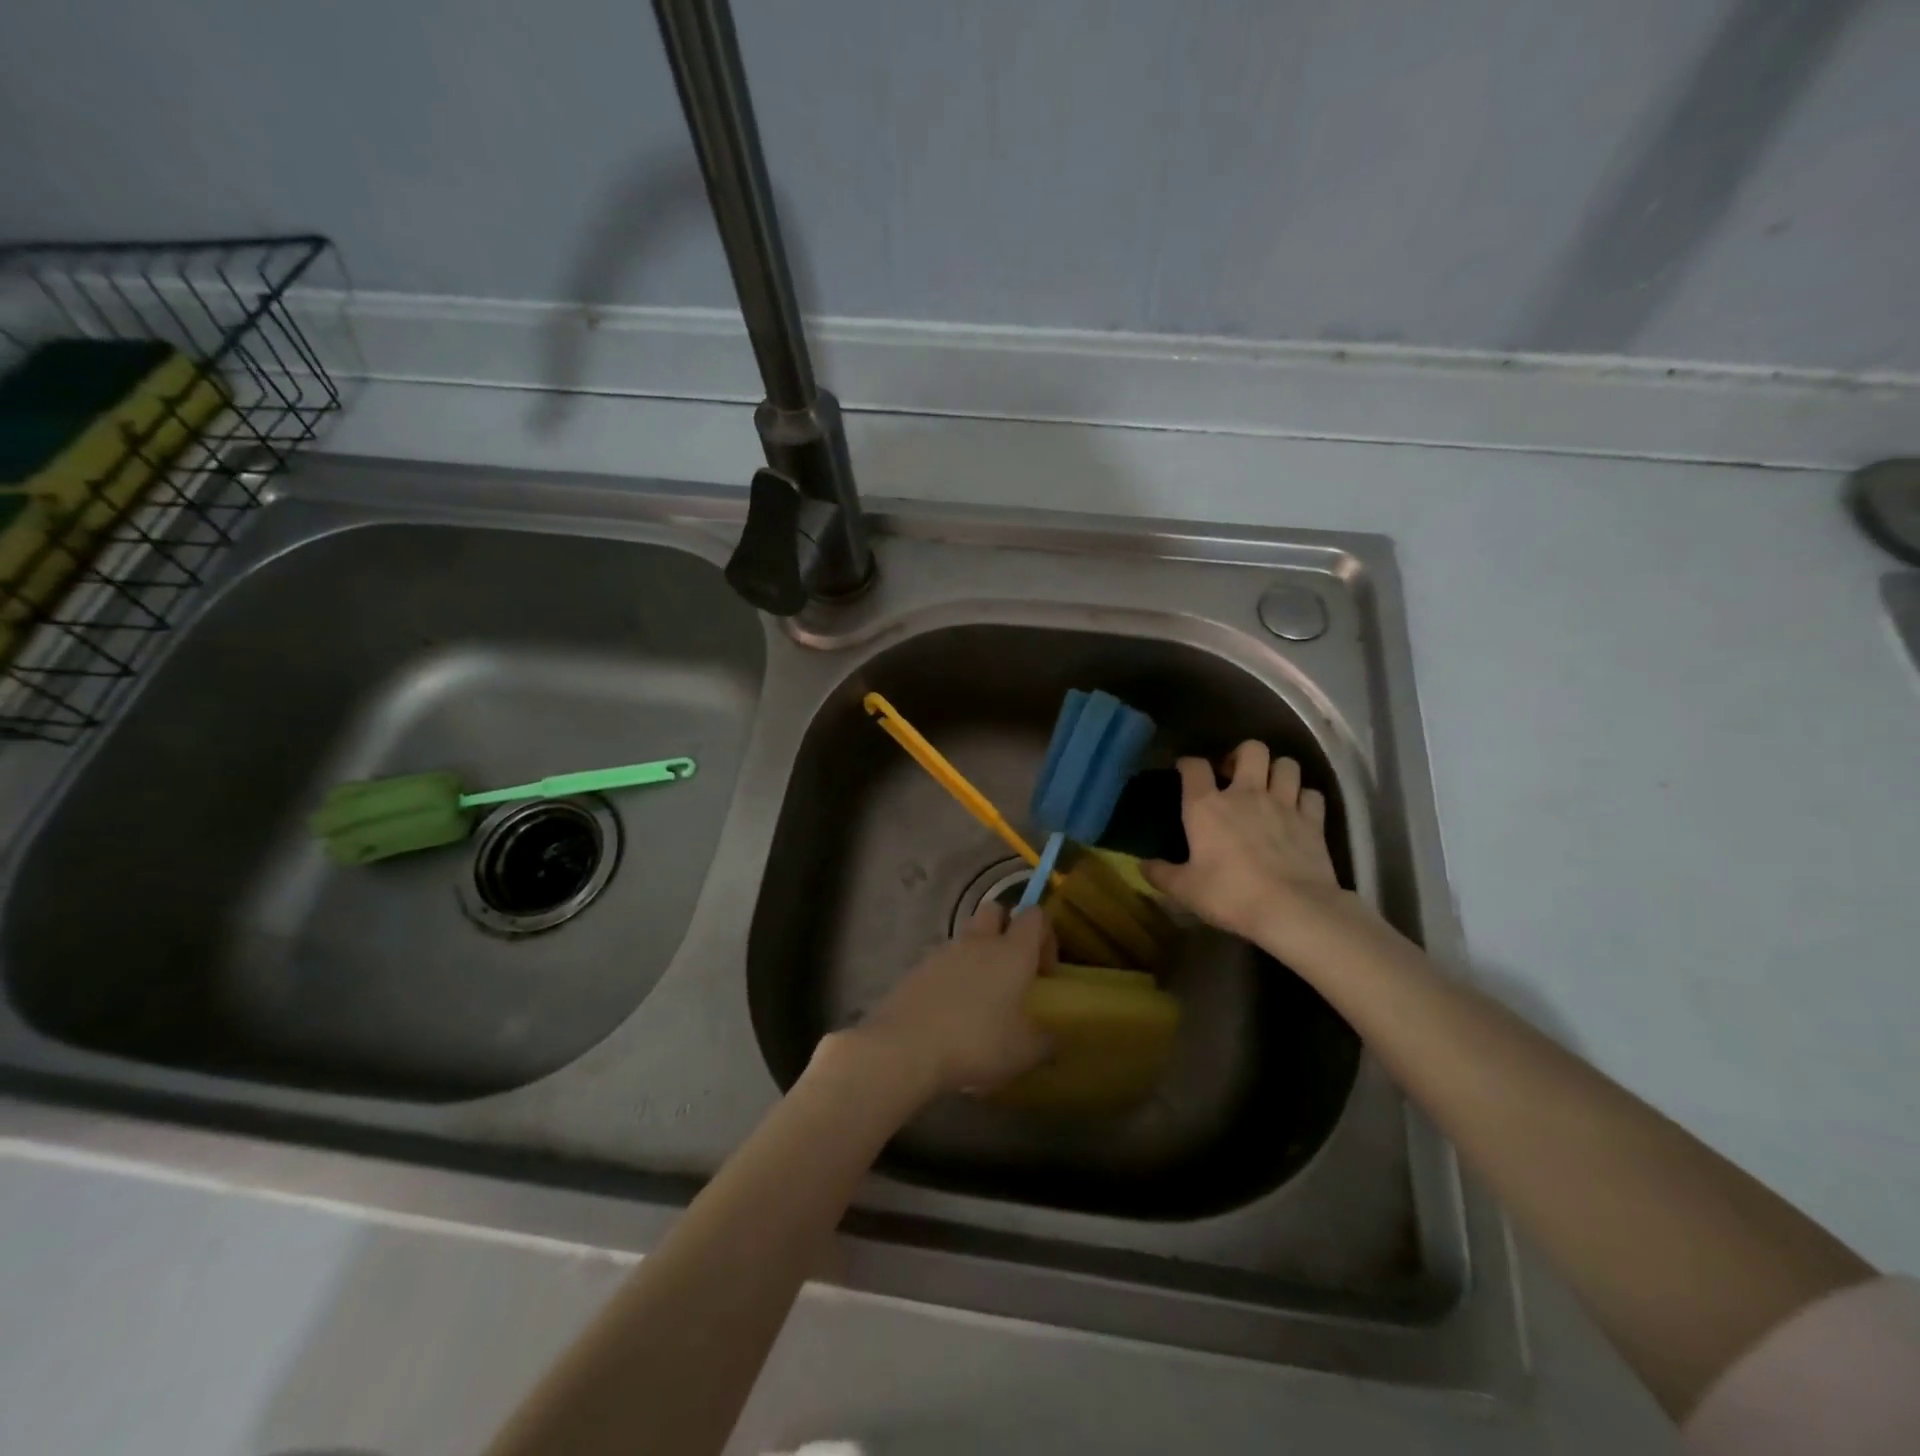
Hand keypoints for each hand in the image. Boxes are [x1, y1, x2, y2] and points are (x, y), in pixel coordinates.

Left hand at [851, 903, 1053, 1096]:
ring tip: (980, 995)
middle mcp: (979, 941)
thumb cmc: (976, 1044)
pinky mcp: (917, 967)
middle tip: (1012, 969)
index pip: (1035, 916)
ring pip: (967, 935)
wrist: (905, 1047)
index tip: (1044, 971)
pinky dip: (951, 973)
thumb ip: (1046, 1041)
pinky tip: (950, 1009)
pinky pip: (942, 959)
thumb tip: (1055, 1038)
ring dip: (977, 953)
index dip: (1045, 935)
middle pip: (995, 910)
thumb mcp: (1023, 1053)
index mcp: (1012, 952)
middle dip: (1007, 929)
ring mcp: (944, 951)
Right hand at [1142, 741, 1348, 949]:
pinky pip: (1312, 794)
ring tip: (1269, 788)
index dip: (1188, 764)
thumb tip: (1142, 866)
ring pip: (1287, 765)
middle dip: (1242, 755)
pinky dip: (1304, 798)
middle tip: (1235, 775)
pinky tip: (1298, 811)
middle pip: (1251, 749)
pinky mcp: (1313, 821)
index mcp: (1207, 806)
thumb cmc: (1230, 895)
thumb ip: (1161, 874)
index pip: (1194, 766)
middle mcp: (1245, 794)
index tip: (1184, 771)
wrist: (1292, 910)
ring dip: (1277, 772)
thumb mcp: (1185, 890)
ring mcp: (1284, 804)